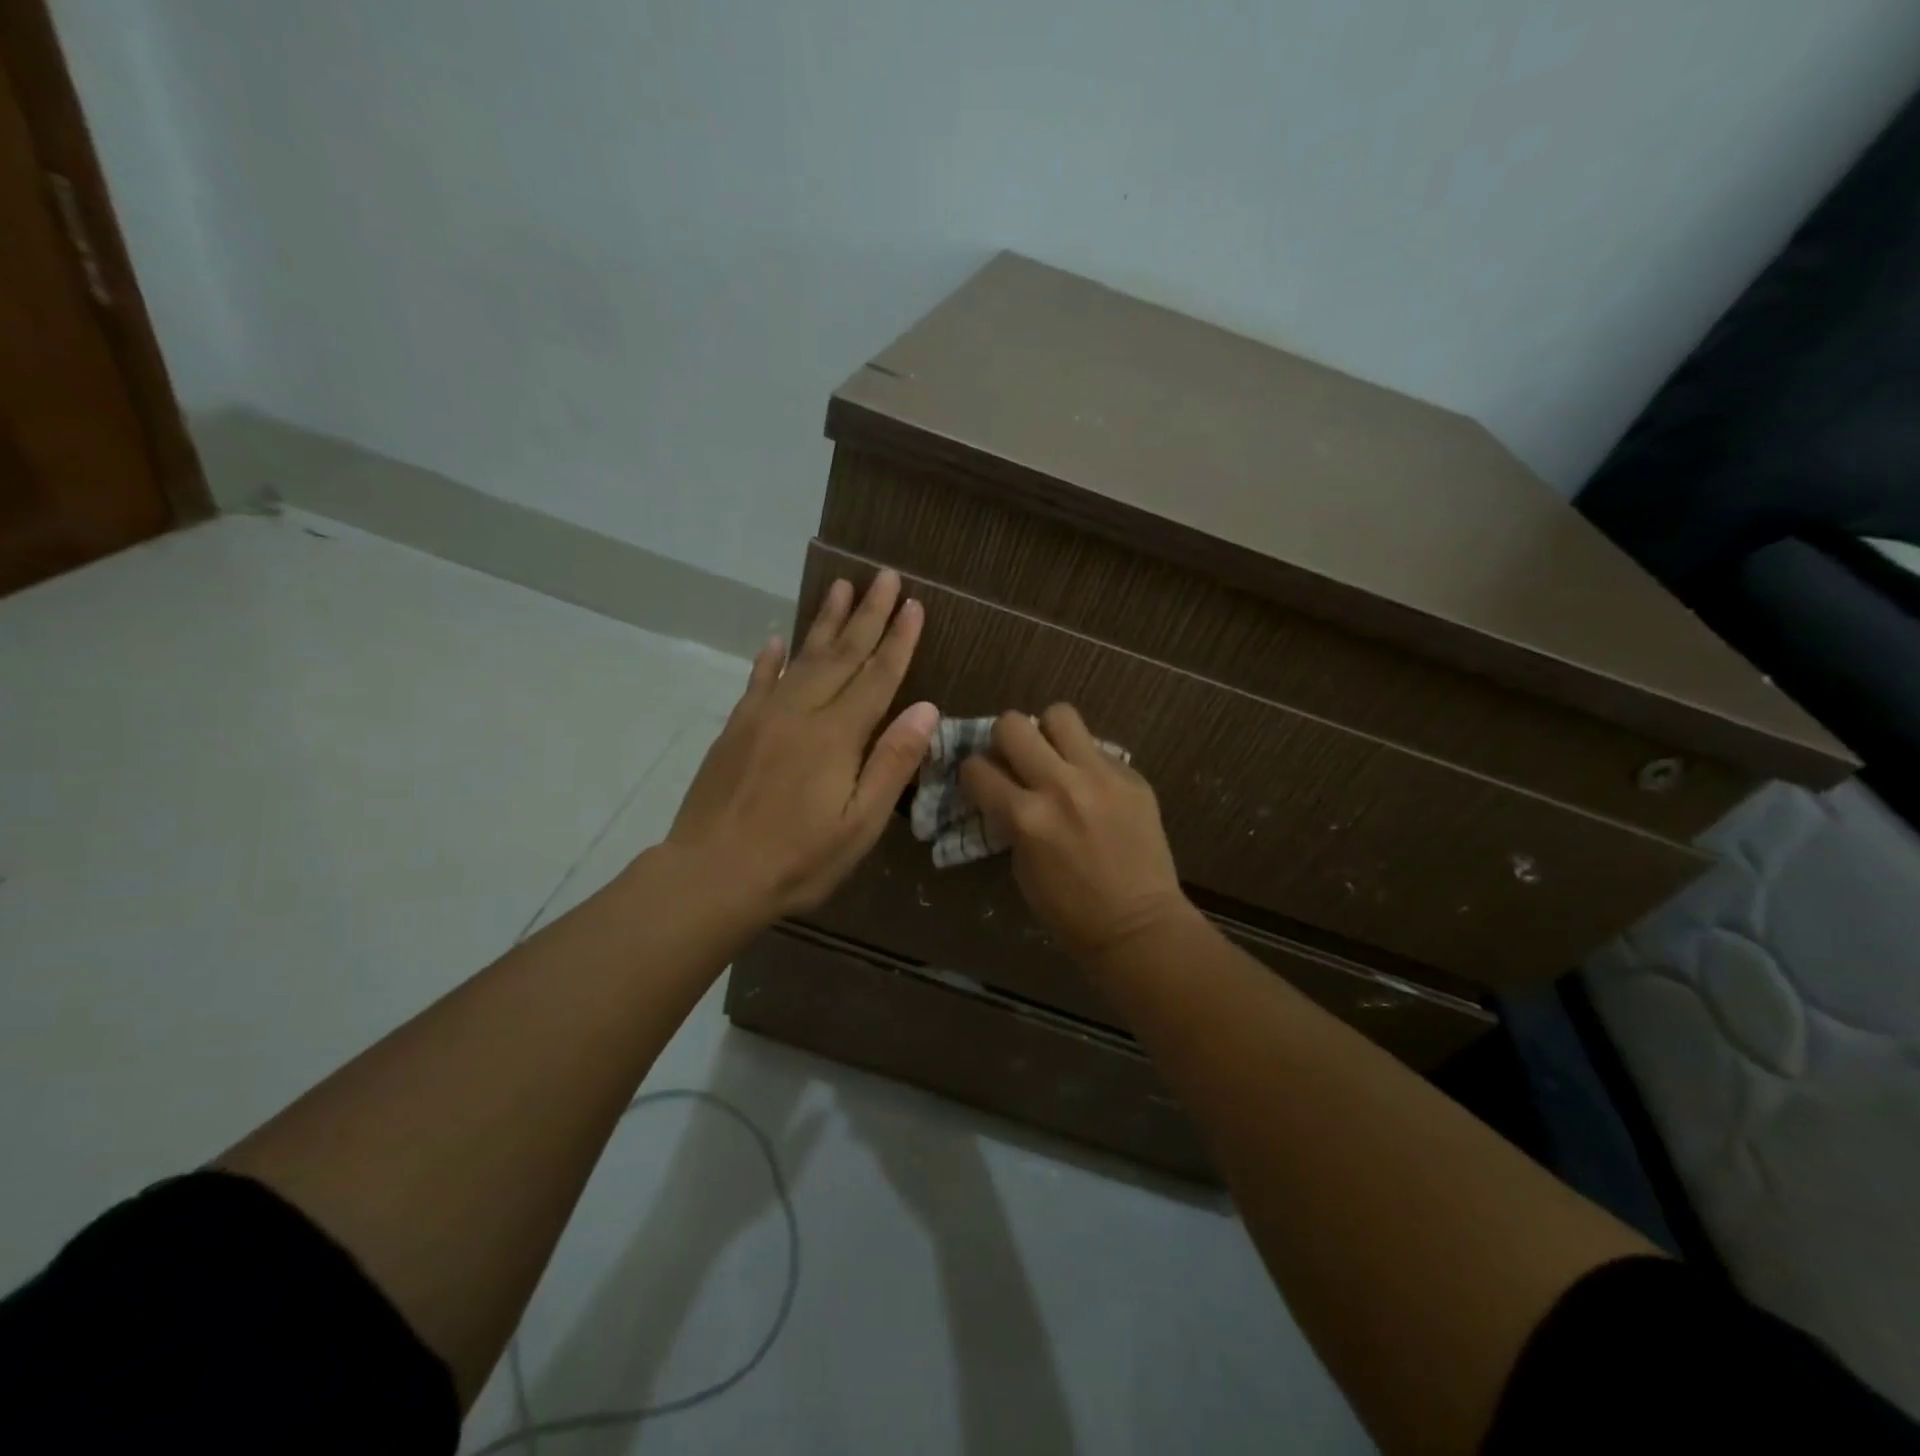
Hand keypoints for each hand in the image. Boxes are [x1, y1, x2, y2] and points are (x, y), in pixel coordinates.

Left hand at [666, 570, 937, 920]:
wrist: (710, 875)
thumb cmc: (797, 860)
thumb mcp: (859, 824)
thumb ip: (892, 763)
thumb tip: (926, 709)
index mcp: (836, 736)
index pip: (877, 676)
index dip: (898, 640)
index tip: (914, 604)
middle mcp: (801, 713)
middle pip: (842, 655)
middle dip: (868, 614)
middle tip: (884, 576)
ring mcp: (763, 716)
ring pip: (802, 658)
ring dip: (825, 622)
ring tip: (842, 587)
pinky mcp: (736, 729)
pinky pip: (758, 681)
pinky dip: (771, 659)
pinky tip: (778, 640)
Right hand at [959, 705, 1195, 964]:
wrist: (1138, 926)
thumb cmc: (1070, 911)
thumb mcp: (1022, 866)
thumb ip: (1010, 819)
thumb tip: (1004, 788)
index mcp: (1025, 817)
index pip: (977, 768)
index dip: (973, 773)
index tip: (981, 781)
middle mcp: (1059, 786)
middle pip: (1013, 724)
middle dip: (1005, 739)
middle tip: (1016, 760)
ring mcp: (1100, 777)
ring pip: (1060, 715)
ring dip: (1049, 733)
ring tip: (1055, 756)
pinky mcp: (1132, 777)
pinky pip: (1098, 748)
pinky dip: (1086, 761)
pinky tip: (1093, 787)